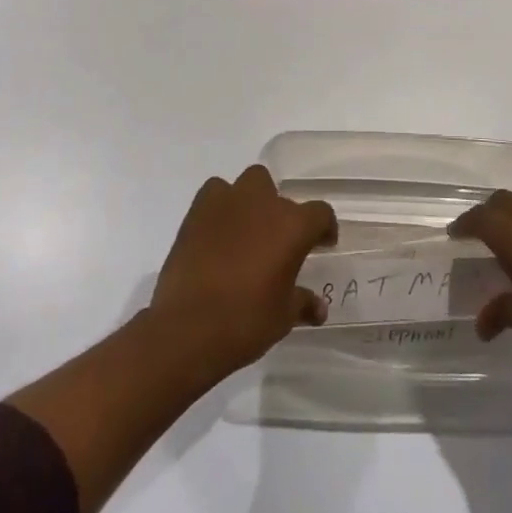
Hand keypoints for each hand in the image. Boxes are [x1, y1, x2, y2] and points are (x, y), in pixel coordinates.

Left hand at [147, 165, 337, 378]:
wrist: (187, 329)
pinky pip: (215, 194)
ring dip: (252, 202)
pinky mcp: (197, 211)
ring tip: (246, 231)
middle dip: (282, 213)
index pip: (320, 213)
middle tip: (277, 242)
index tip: (322, 244)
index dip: (324, 228)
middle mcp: (264, 204)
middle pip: (280, 194)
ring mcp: (228, 202)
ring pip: (249, 184)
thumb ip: (303, 302)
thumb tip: (319, 308)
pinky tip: (217, 232)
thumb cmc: (245, 322)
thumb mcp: (283, 317)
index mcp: (293, 226)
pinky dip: (220, 206)